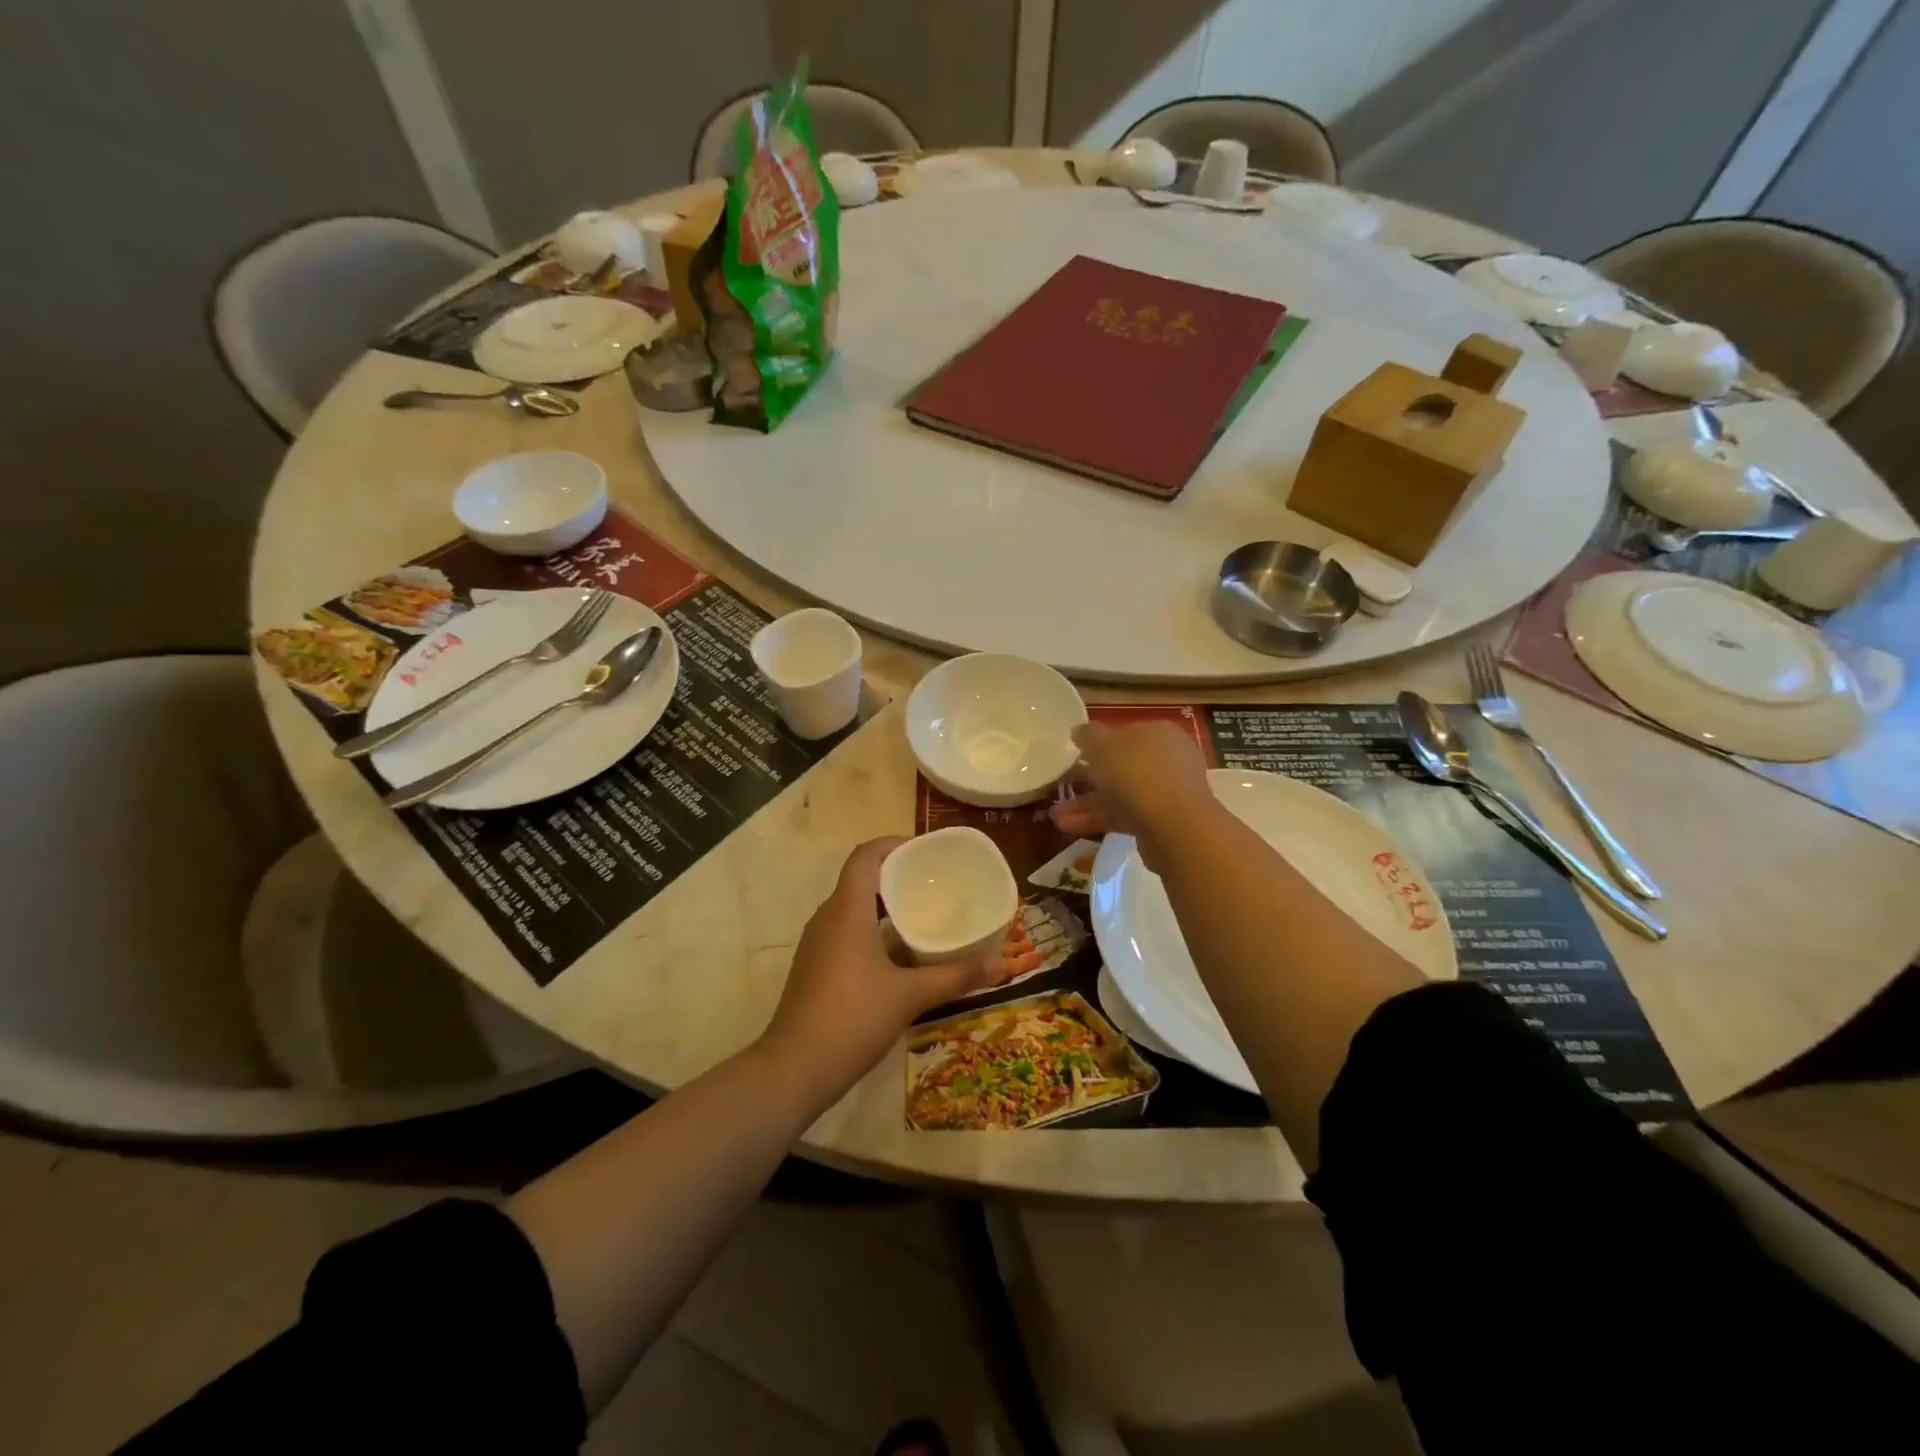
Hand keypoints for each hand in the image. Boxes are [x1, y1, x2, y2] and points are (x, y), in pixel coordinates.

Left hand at [759, 838, 1007, 1101]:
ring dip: (887, 908)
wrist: (794, 1069)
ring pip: (855, 910)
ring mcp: (818, 945)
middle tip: (935, 884)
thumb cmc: (852, 1019)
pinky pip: (848, 934)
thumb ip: (956, 976)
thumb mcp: (910, 996)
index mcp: (847, 910)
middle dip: (897, 877)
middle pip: (862, 881)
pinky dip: (875, 933)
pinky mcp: (816, 968)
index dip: (893, 845)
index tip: (925, 851)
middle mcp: (828, 918)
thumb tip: (1000, 964)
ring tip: (926, 917)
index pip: (865, 857)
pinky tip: (903, 958)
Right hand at [1050, 721, 1214, 870]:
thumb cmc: (1136, 773)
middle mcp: (1167, 760)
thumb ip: (1088, 736)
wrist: (1174, 825)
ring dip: (1087, 803)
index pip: (1125, 733)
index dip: (1097, 743)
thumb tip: (1079, 731)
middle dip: (1088, 778)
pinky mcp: (1161, 822)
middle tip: (1061, 786)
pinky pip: (1124, 816)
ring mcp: (1167, 792)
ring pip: (1120, 794)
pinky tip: (1069, 827)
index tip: (1073, 756)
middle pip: (1121, 766)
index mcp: (1158, 733)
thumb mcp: (1103, 745)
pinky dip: (1098, 820)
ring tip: (1055, 816)